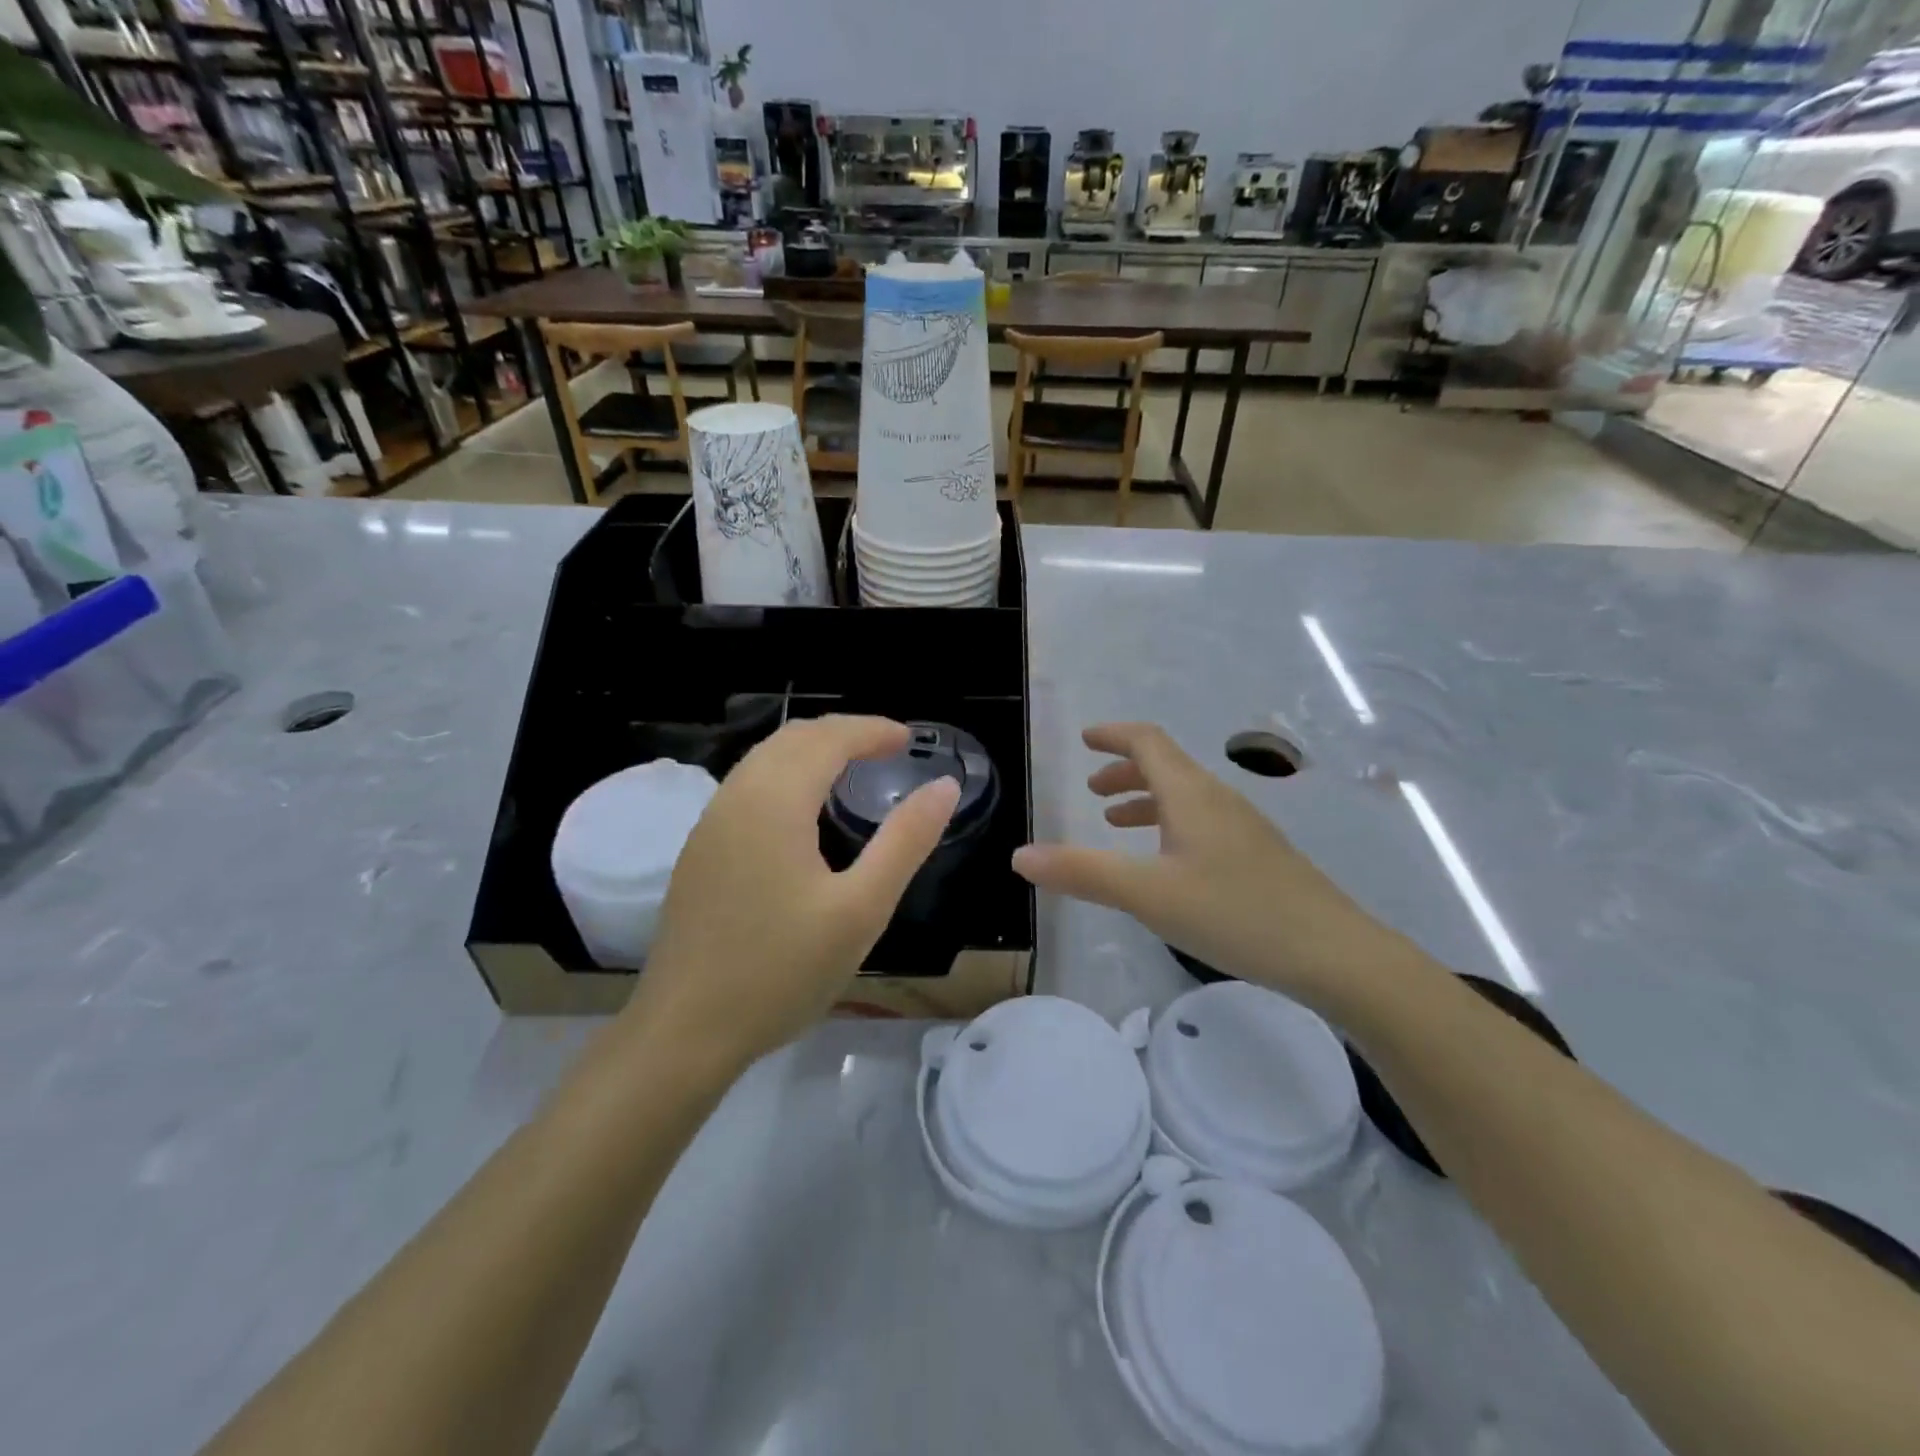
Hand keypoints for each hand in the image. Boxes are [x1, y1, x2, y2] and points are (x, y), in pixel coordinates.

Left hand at [628, 716, 959, 1071]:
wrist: (684, 1031)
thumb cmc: (782, 971)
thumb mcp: (861, 909)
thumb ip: (905, 841)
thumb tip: (944, 786)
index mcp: (774, 801)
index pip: (827, 739)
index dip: (871, 730)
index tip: (909, 739)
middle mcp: (736, 797)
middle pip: (792, 739)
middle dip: (842, 733)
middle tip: (886, 749)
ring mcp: (710, 825)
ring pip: (764, 760)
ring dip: (811, 752)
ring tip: (852, 770)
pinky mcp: (700, 852)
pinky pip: (748, 787)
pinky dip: (786, 776)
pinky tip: (805, 813)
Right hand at [1011, 723, 1397, 1006]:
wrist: (1334, 953)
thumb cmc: (1234, 912)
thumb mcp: (1147, 894)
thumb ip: (1082, 872)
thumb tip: (1019, 856)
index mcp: (1190, 794)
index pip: (1147, 741)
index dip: (1113, 735)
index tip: (1085, 739)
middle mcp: (1218, 799)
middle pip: (1166, 766)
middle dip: (1124, 771)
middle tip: (1092, 792)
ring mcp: (1243, 827)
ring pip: (1185, 796)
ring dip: (1146, 799)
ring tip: (1116, 824)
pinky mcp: (1258, 856)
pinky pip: (1202, 822)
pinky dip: (1170, 825)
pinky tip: (1167, 863)